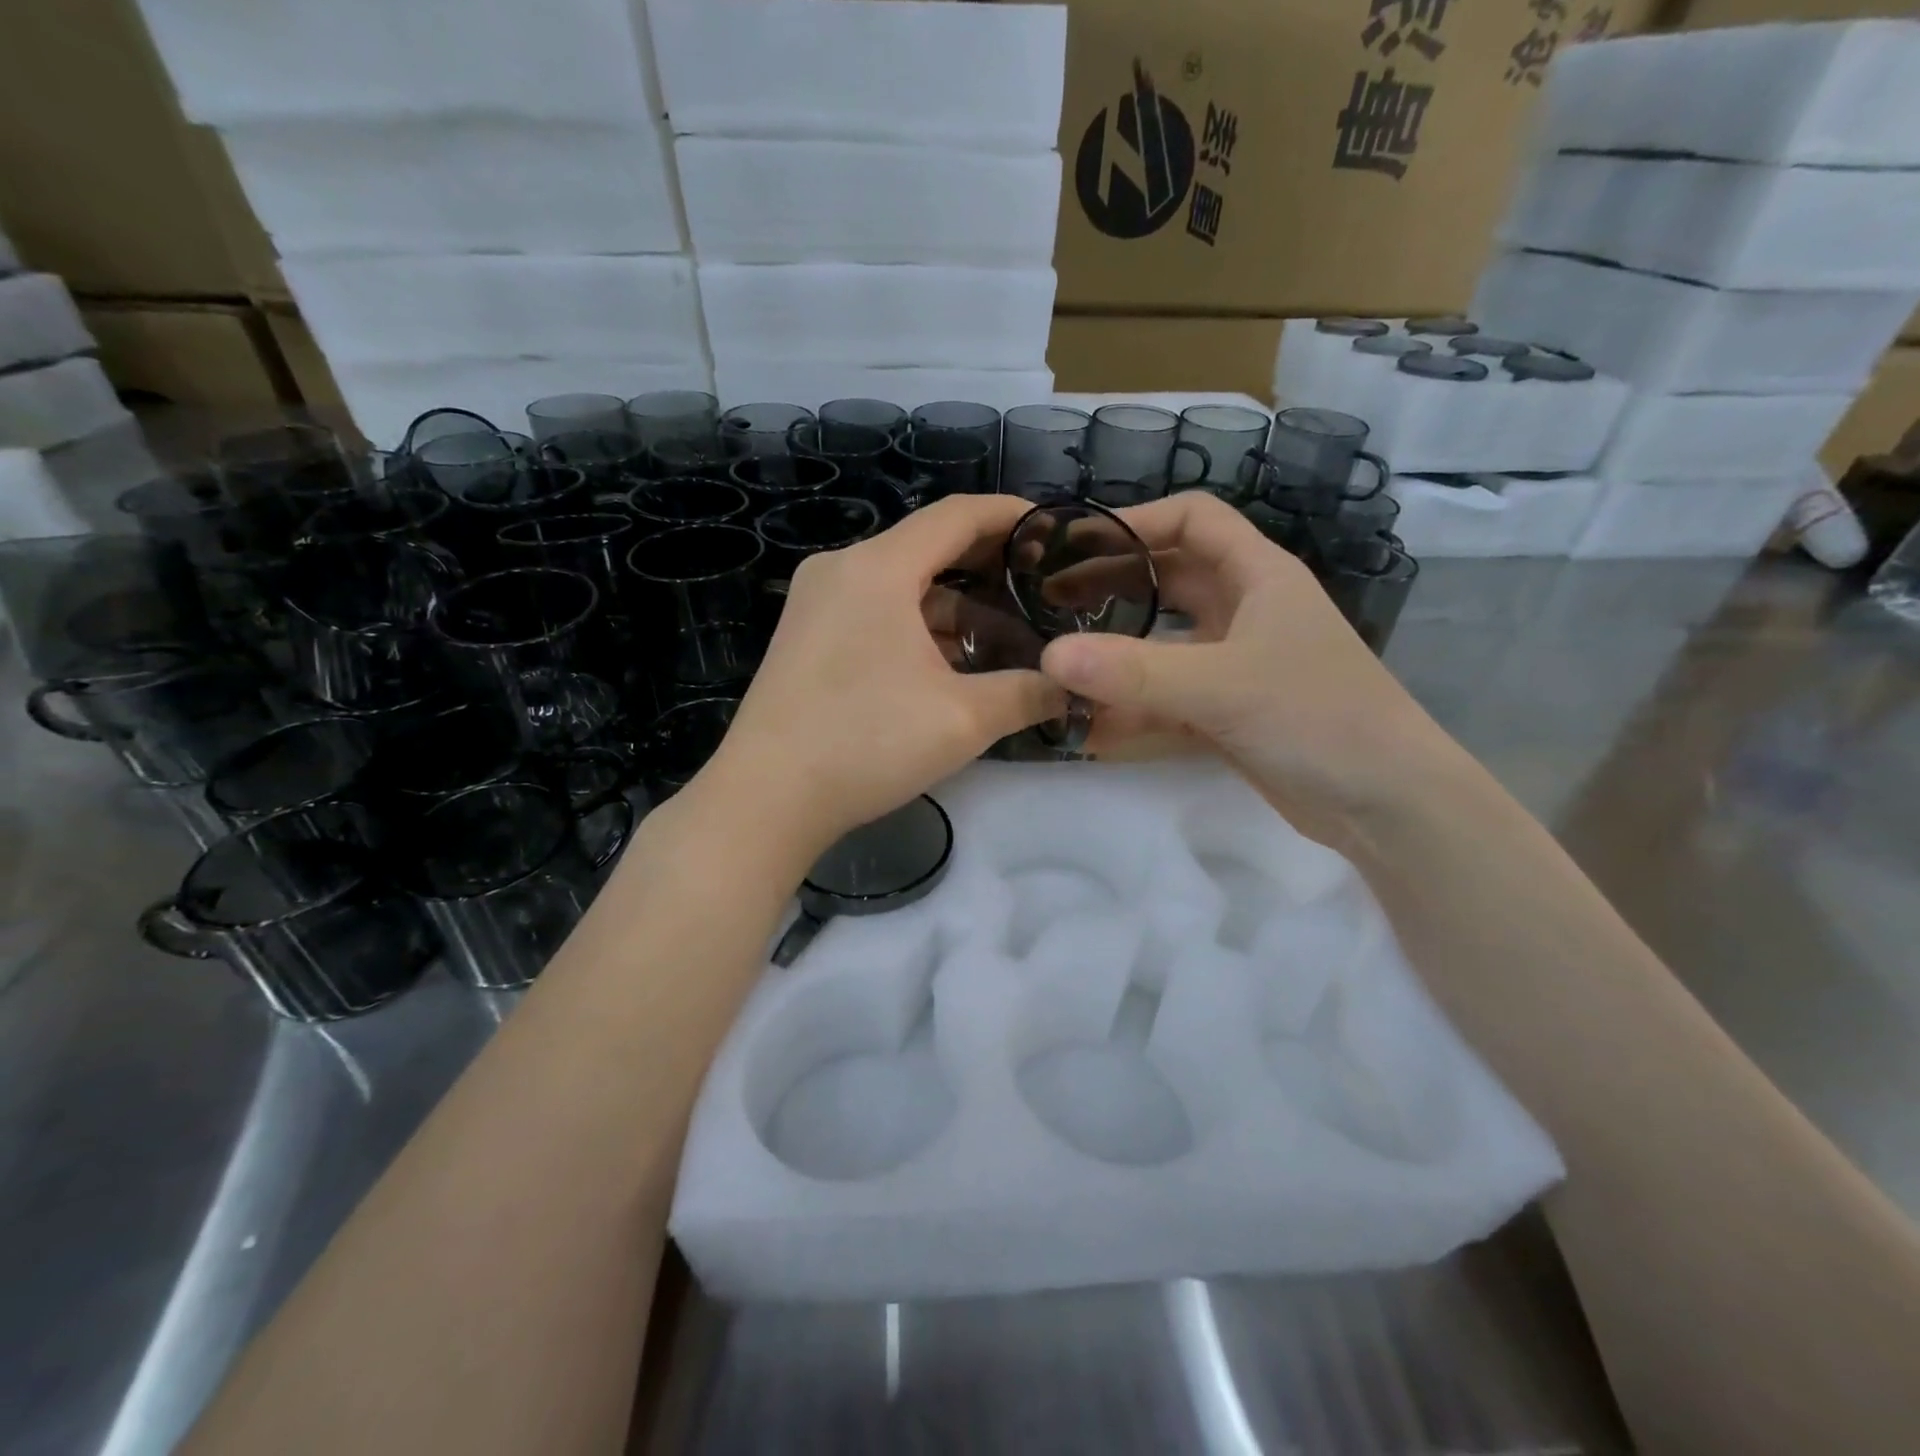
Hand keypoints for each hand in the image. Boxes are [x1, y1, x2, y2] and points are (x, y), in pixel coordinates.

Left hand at [700, 495, 1064, 858]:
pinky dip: (916, 627)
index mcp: (878, 568)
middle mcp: (841, 570)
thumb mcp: (964, 719)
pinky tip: (949, 664)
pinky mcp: (806, 638)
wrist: (766, 798)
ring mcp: (816, 604)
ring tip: (1004, 638)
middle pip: (927, 547)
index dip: (1011, 516)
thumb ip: (1029, 693)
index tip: (1054, 530)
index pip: (956, 515)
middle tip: (1039, 589)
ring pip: (901, 586)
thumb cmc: (867, 743)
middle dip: (987, 566)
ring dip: (953, 607)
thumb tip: (1073, 687)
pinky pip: (874, 612)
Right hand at [1037, 492, 1451, 847]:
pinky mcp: (1229, 712)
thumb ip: (1134, 673)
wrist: (1386, 804)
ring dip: (1115, 653)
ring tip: (1058, 664)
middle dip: (1111, 585)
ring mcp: (1236, 665)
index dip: (1136, 522)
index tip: (1076, 544)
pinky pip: (1168, 698)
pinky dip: (1132, 709)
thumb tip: (1049, 657)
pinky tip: (1089, 727)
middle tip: (1050, 603)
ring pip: (1163, 643)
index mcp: (1259, 576)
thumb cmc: (1318, 717)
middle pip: (1168, 580)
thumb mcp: (1223, 686)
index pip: (1194, 520)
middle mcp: (1246, 612)